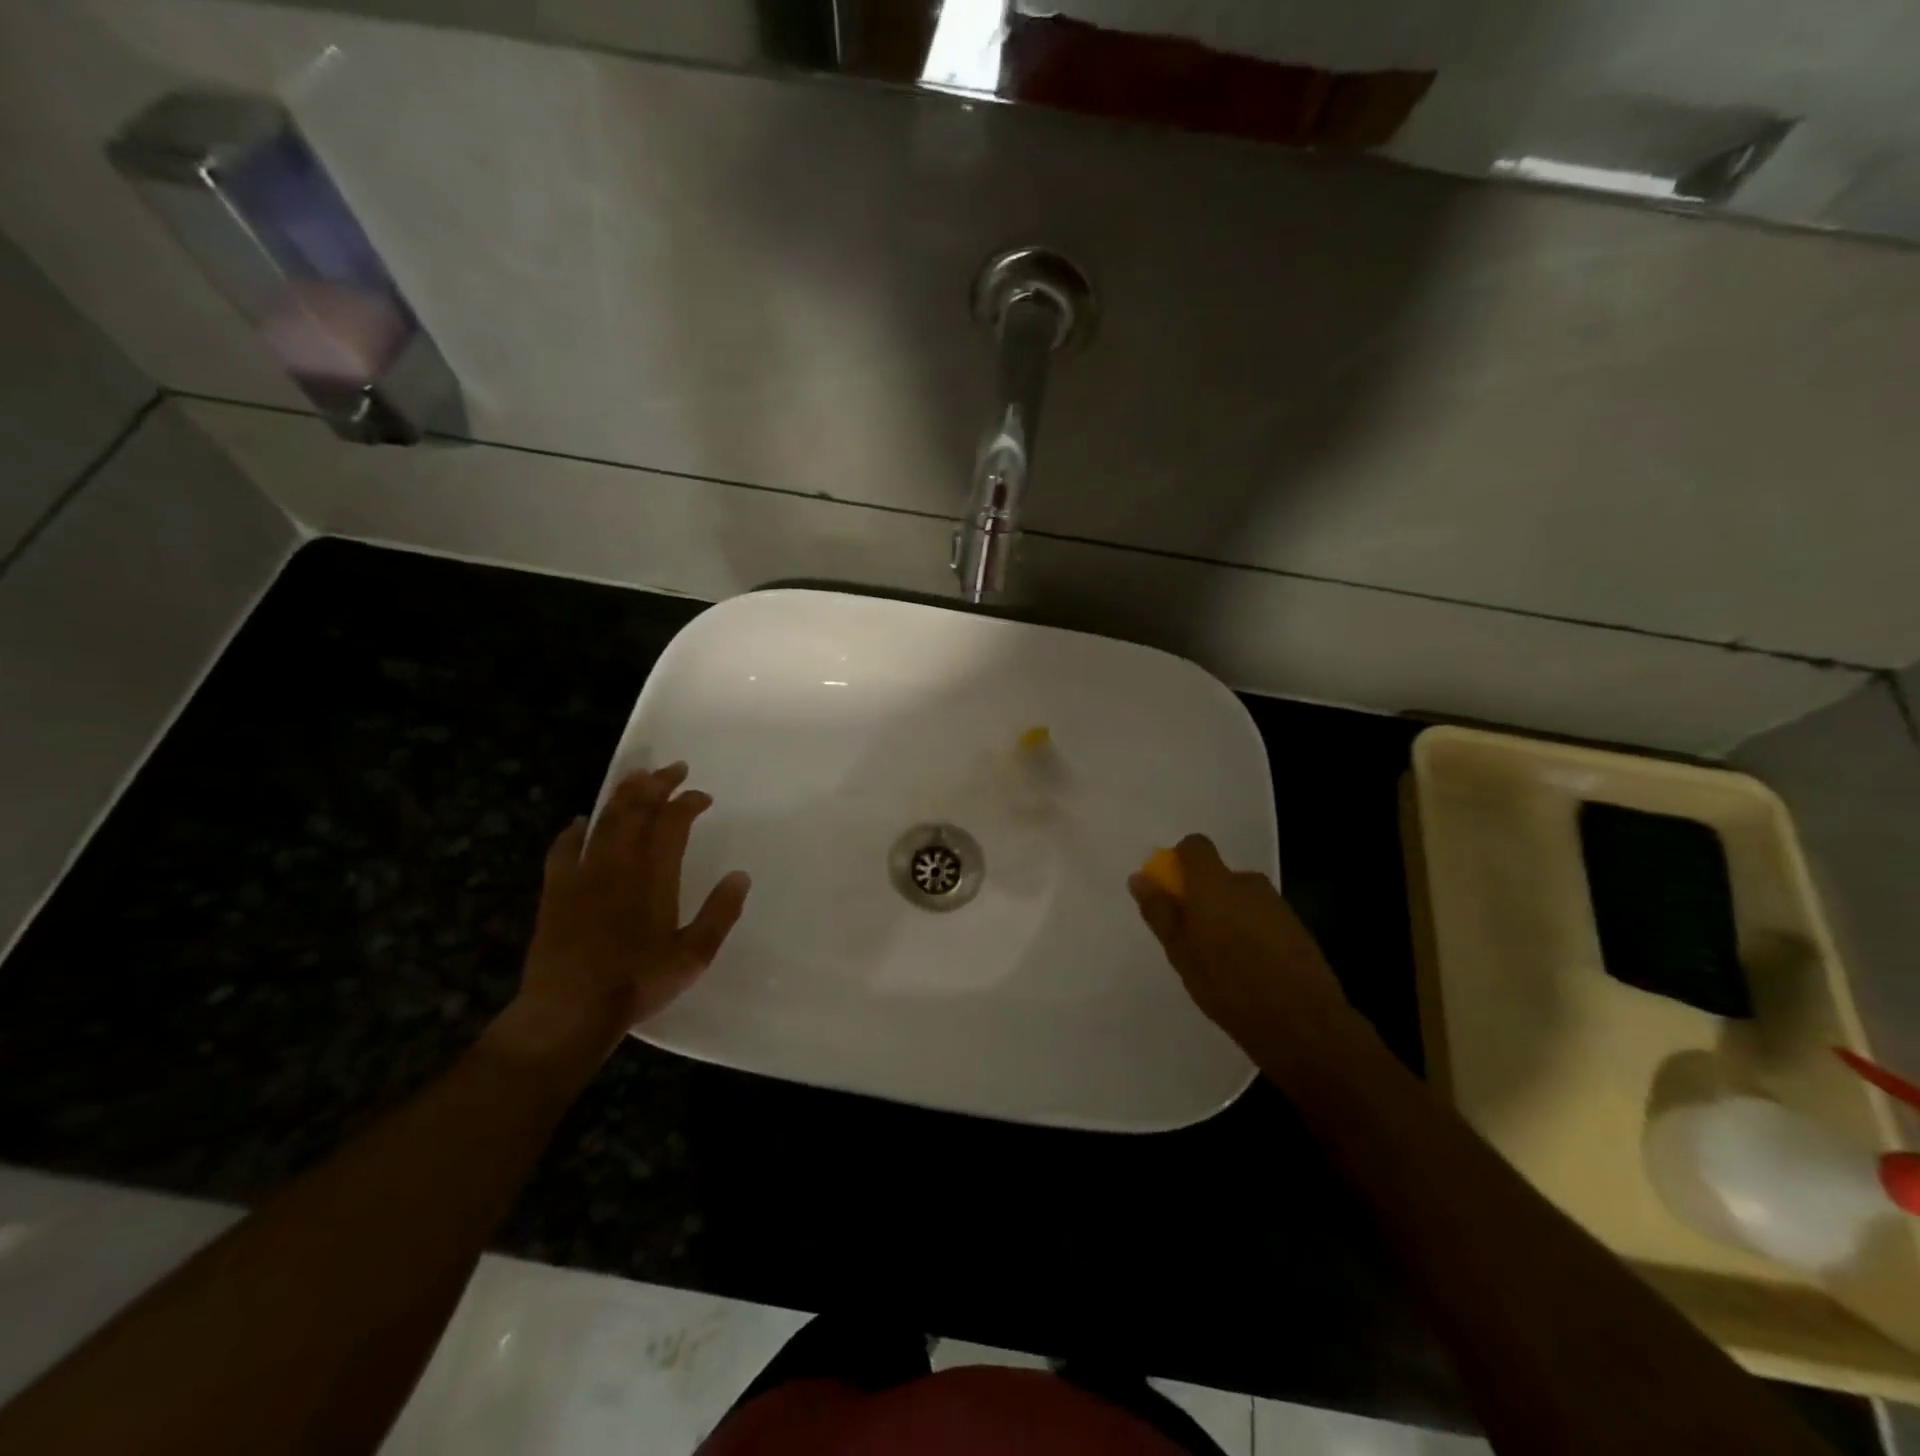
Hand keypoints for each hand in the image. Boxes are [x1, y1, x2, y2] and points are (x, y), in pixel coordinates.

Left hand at [492, 763, 750, 1068]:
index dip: (689, 802)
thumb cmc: (637, 982)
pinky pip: (563, 848)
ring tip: (637, 776)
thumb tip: (740, 876)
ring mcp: (582, 874)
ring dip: (622, 794)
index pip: (673, 822)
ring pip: (603, 820)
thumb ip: (720, 913)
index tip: (703, 796)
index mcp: (654, 875)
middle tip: (673, 768)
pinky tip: (579, 823)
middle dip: (657, 784)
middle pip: (637, 809)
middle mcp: (618, 863)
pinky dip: (574, 831)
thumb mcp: (694, 955)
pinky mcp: (556, 890)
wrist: (569, 1010)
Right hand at [1128, 834, 1350, 1059]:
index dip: (1180, 862)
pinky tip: (1249, 970)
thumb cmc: (1230, 987)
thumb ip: (1161, 911)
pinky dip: (1249, 932)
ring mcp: (1276, 904)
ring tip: (1221, 961)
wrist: (1304, 1026)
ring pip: (1240, 899)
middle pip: (1218, 876)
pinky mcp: (1296, 927)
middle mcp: (1248, 884)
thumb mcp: (1181, 953)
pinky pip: (1260, 917)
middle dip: (1202, 898)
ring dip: (1226, 917)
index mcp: (1215, 884)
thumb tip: (1140, 878)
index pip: (1195, 846)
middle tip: (1192, 939)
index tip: (1171, 893)